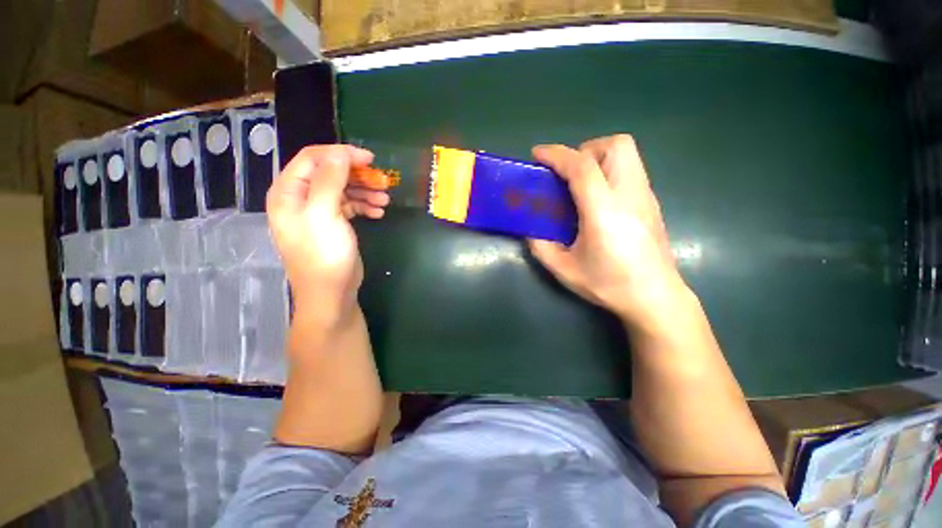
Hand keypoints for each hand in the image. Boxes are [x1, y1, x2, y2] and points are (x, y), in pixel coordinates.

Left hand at [266, 145, 388, 325]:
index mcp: (289, 192)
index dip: (340, 154)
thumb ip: (330, 181)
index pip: (312, 159)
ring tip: (386, 199)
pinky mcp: (334, 224)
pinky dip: (365, 205)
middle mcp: (301, 199)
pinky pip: (349, 206)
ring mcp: (318, 212)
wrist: (331, 293)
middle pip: (330, 173)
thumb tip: (340, 153)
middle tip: (383, 181)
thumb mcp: (324, 215)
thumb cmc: (323, 255)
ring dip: (365, 191)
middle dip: (357, 175)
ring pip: (343, 189)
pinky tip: (379, 212)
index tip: (369, 159)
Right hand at [528, 135, 688, 333]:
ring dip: (598, 157)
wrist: (655, 297)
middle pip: (615, 146)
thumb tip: (530, 231)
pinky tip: (598, 198)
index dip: (557, 155)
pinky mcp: (651, 202)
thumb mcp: (564, 270)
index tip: (537, 154)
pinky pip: (630, 169)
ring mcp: (645, 196)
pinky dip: (609, 170)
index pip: (582, 167)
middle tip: (567, 174)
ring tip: (581, 184)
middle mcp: (629, 195)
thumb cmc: (610, 284)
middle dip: (584, 151)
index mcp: (604, 211)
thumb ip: (541, 248)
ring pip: (627, 152)